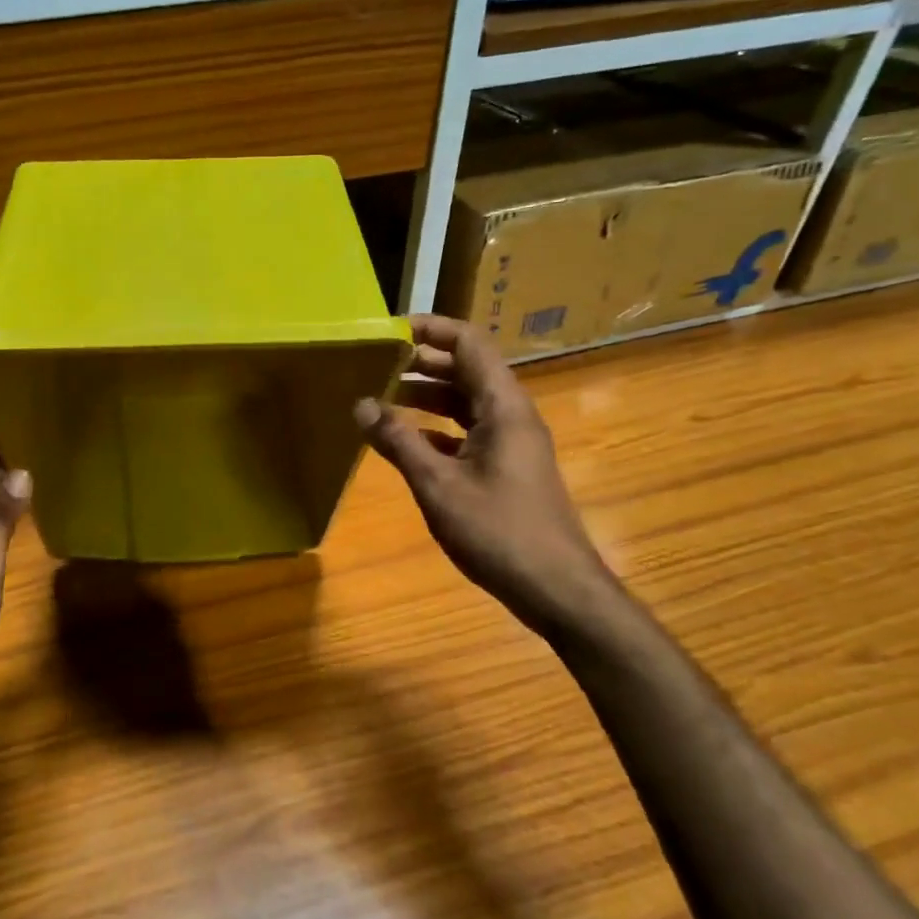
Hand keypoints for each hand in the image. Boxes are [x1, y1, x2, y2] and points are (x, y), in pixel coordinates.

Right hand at [355, 315, 620, 633]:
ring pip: (466, 403)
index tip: (389, 331)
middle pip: (467, 370)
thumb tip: (361, 404)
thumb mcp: (437, 485)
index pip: (469, 344)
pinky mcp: (507, 468)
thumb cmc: (499, 531)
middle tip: (375, 364)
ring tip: (382, 397)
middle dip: (422, 362)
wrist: (557, 589)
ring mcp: (512, 443)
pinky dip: (436, 429)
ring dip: (427, 396)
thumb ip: (398, 441)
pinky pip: (468, 432)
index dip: (431, 329)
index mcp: (503, 407)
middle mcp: (512, 415)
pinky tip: (406, 442)